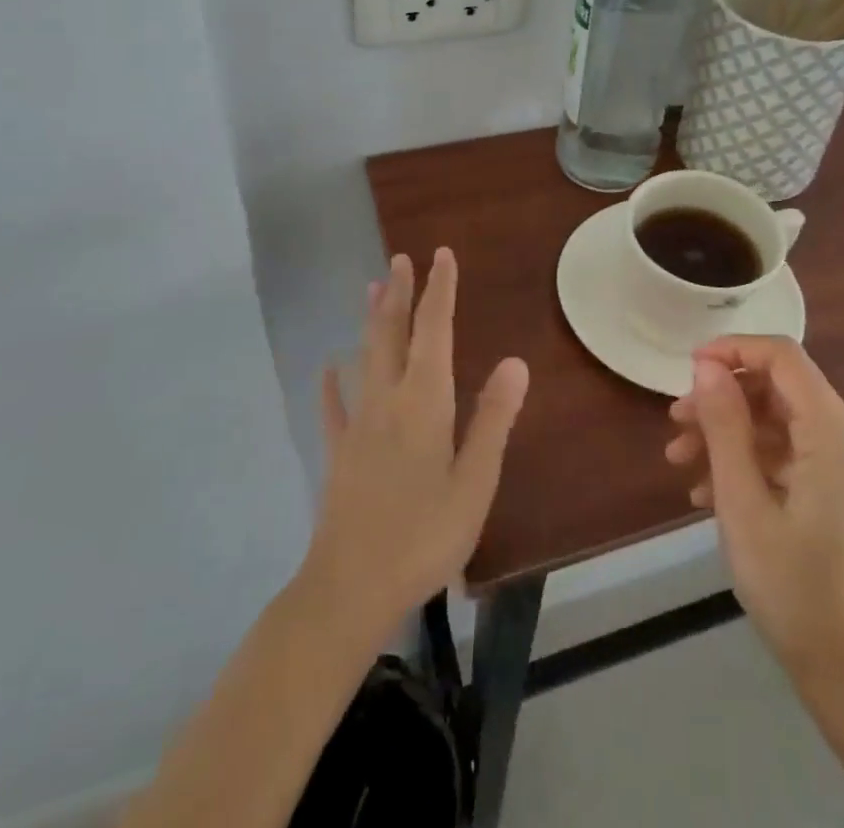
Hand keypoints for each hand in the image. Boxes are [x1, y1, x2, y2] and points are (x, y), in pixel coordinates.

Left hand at [300, 249, 529, 642]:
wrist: (350, 587)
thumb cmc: (423, 535)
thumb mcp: (474, 482)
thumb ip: (493, 419)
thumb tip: (516, 362)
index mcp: (424, 402)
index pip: (434, 331)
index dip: (439, 291)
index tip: (441, 255)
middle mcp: (388, 400)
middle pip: (393, 334)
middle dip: (399, 294)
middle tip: (400, 258)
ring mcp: (358, 425)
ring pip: (365, 358)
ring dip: (371, 321)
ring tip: (371, 289)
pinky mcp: (339, 453)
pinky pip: (333, 408)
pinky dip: (332, 384)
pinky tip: (328, 369)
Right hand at [664, 335, 843, 683]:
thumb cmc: (791, 586)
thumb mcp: (742, 502)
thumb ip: (725, 425)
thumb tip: (707, 366)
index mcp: (835, 433)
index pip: (783, 357)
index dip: (733, 350)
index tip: (688, 369)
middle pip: (779, 390)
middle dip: (723, 400)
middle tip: (675, 425)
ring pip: (781, 423)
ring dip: (730, 434)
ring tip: (681, 462)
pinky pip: (793, 454)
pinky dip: (751, 461)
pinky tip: (710, 491)